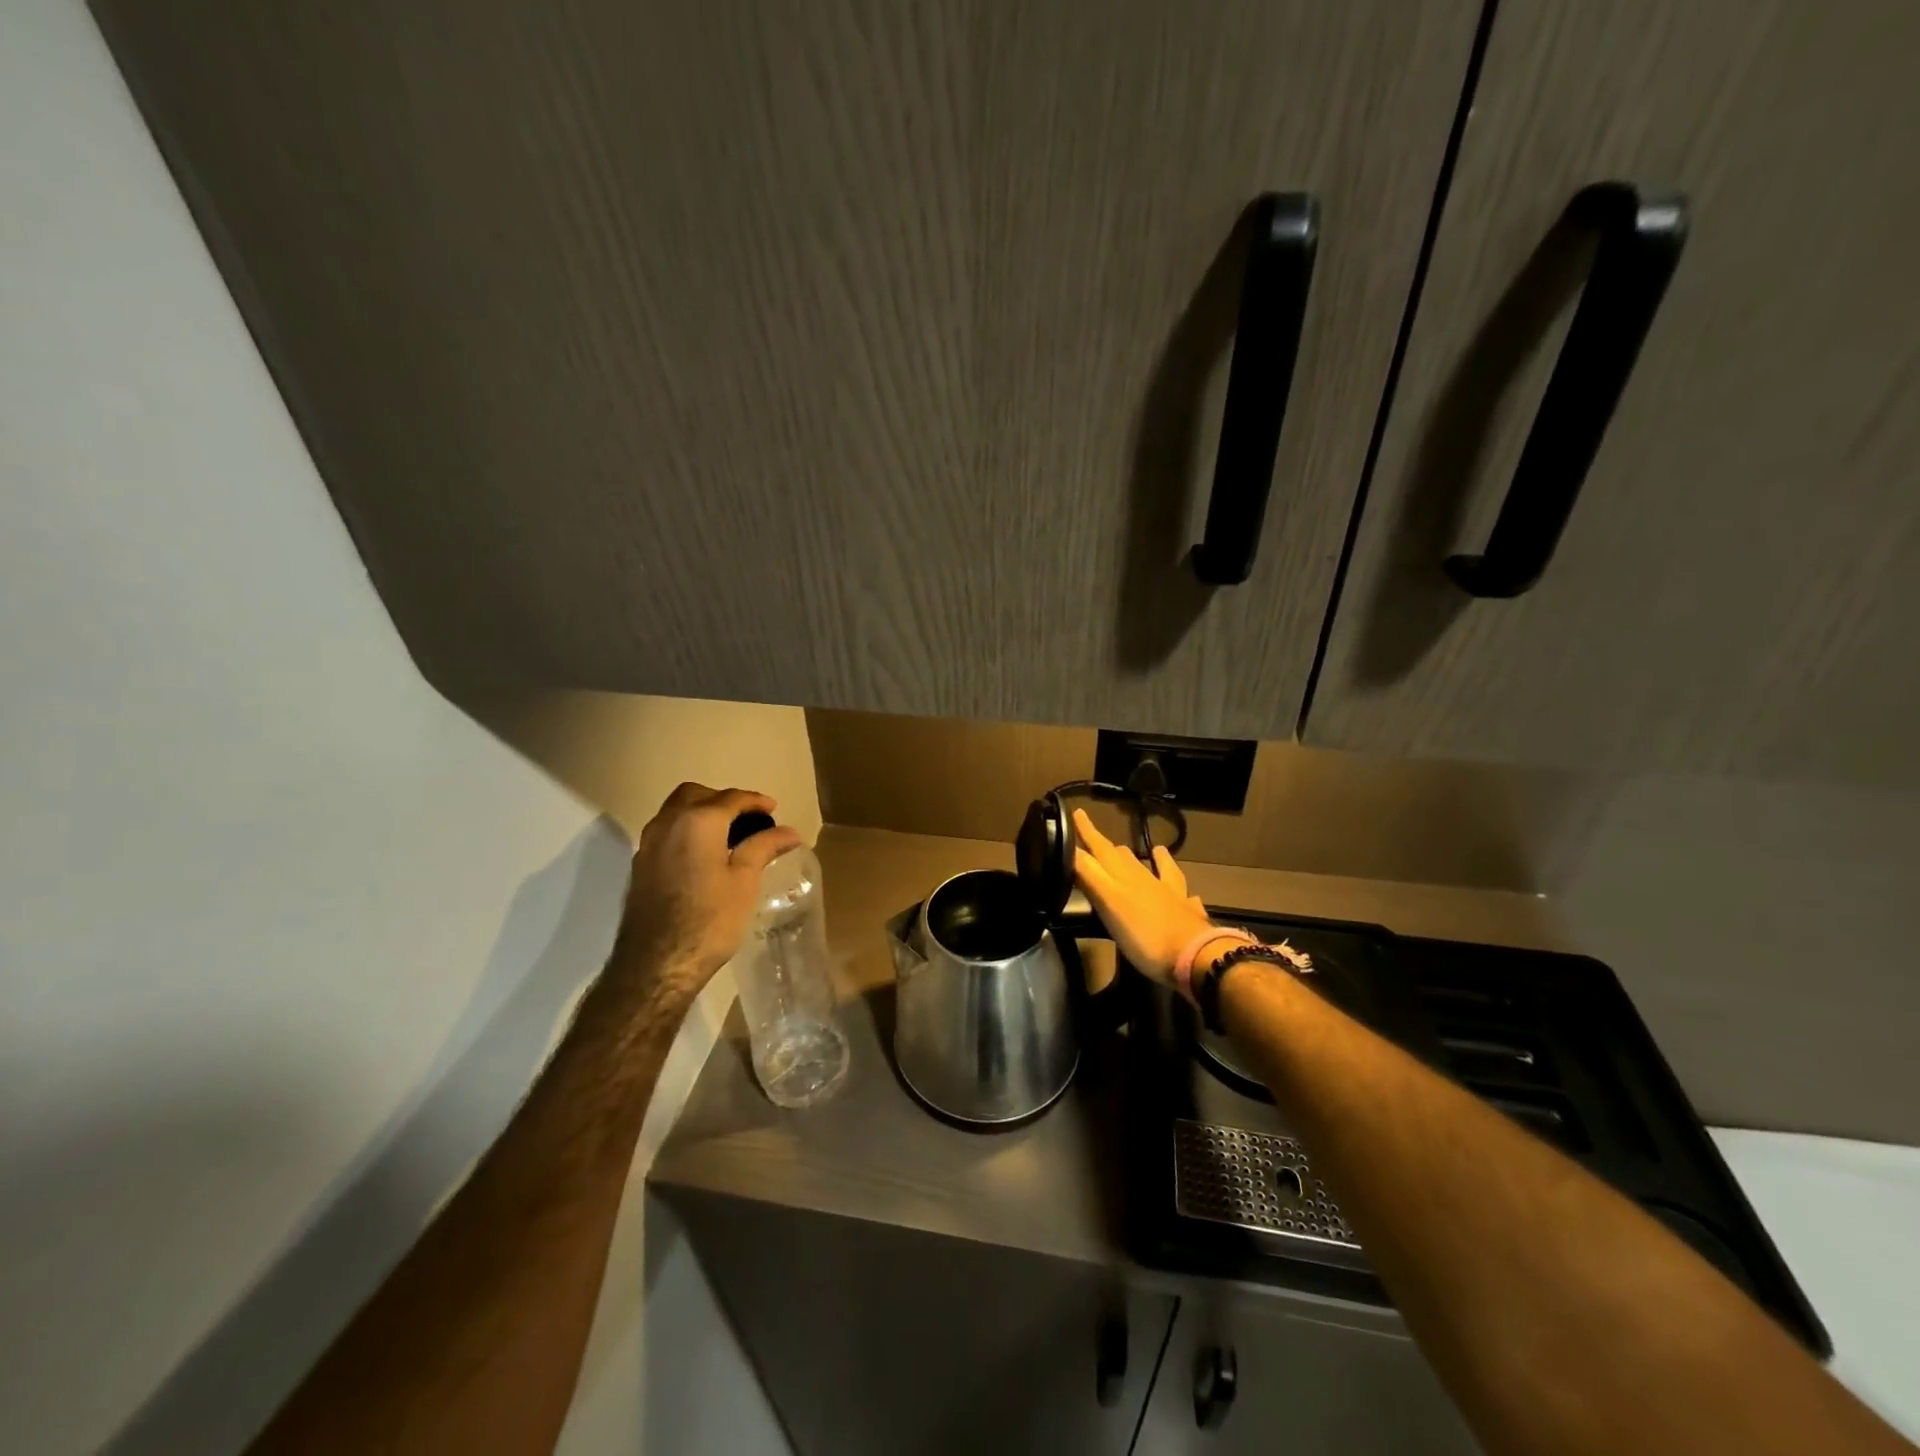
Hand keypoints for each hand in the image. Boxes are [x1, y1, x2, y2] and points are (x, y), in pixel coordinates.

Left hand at [616, 783, 803, 1000]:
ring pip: (676, 811)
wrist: (656, 965)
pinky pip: (667, 831)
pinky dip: (687, 830)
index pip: (730, 798)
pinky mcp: (640, 865)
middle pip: (696, 795)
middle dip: (723, 800)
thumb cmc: (710, 920)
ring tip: (729, 834)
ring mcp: (649, 844)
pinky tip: (704, 854)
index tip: (774, 809)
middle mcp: (668, 823)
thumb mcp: (745, 881)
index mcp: (697, 821)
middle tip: (748, 818)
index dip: (755, 801)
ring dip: (702, 812)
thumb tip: (790, 831)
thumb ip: (764, 847)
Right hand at [1071, 808, 1219, 988]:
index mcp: (1124, 876)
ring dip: (1142, 859)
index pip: (1100, 849)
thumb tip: (1070, 849)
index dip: (1086, 832)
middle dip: (1106, 845)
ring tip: (1140, 850)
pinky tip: (1188, 892)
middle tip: (1094, 836)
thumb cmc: (1145, 934)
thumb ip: (1090, 876)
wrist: (1195, 956)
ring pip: (1152, 868)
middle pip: (1123, 857)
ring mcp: (1169, 894)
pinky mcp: (1185, 912)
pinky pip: (1180, 891)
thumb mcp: (1109, 904)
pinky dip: (1177, 885)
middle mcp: (1146, 879)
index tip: (1076, 812)